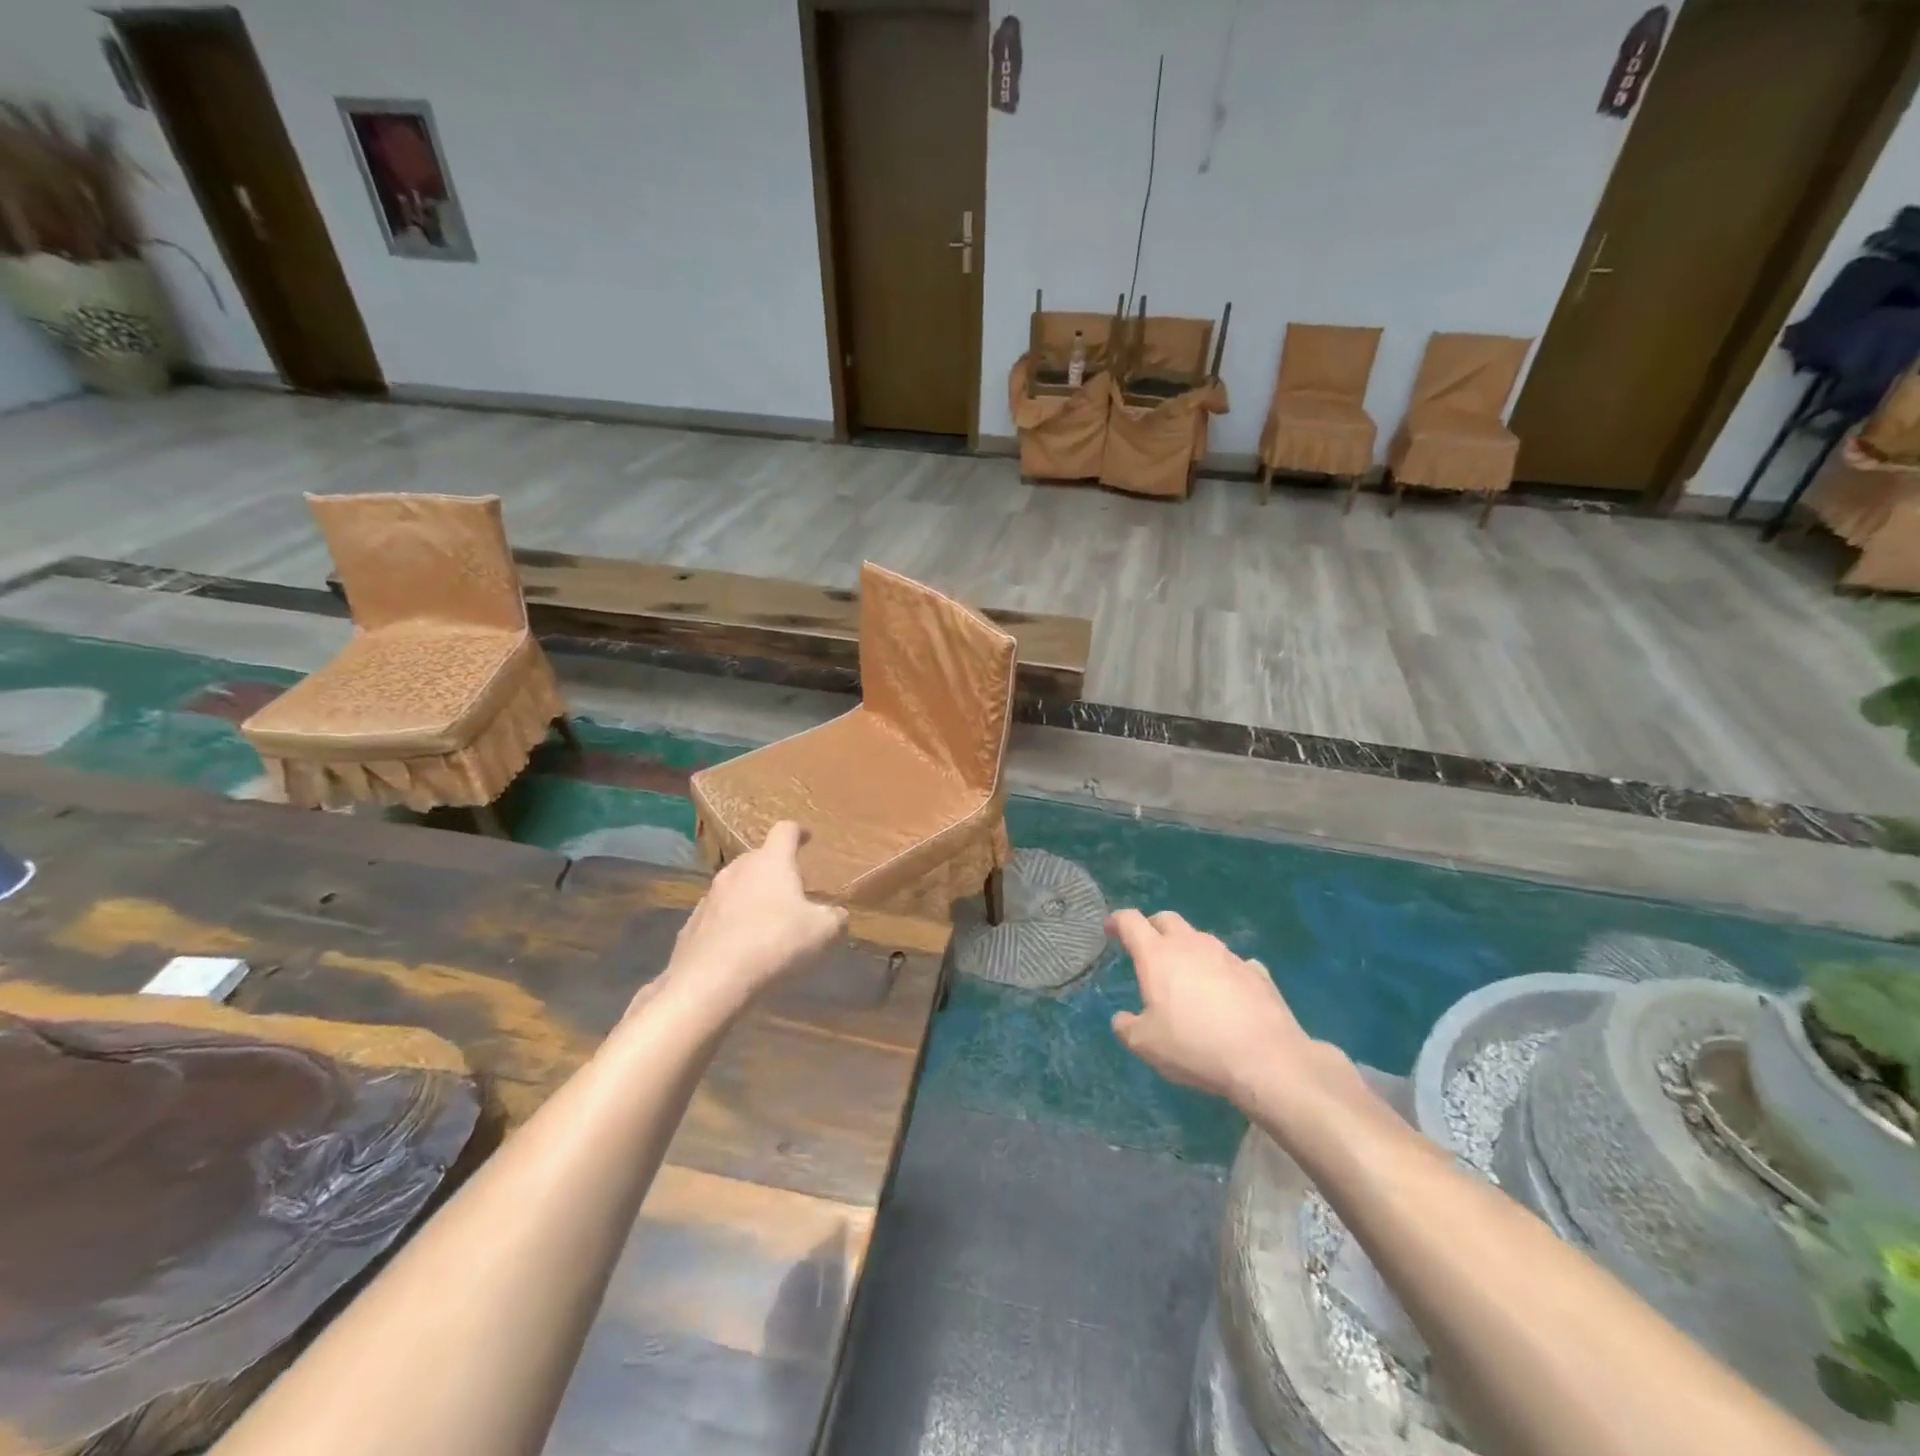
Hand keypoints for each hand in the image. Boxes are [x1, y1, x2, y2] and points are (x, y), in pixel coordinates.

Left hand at [648, 822, 846, 1014]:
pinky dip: (731, 922)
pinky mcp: (692, 925)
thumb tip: (837, 915)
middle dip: (774, 869)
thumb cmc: (775, 944)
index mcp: (771, 862)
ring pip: (735, 886)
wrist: (711, 982)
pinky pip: (718, 915)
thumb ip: (835, 918)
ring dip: (751, 896)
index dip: (798, 832)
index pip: (785, 831)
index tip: (806, 838)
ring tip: (765, 920)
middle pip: (758, 858)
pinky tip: (740, 946)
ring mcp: (710, 897)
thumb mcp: (823, 932)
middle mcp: (737, 870)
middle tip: (790, 889)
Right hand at [1108, 909, 1317, 1104]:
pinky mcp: (1256, 973)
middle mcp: (1191, 945)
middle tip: (1147, 948)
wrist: (1265, 1059)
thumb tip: (1122, 1019)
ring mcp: (1227, 955)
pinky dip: (1223, 971)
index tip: (1111, 929)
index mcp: (1157, 955)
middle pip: (1166, 919)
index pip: (1131, 921)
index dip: (1117, 921)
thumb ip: (1127, 1027)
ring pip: (1200, 938)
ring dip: (1188, 948)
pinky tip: (1227, 993)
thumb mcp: (1146, 1045)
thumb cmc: (1194, 1047)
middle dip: (1153, 927)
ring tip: (1187, 974)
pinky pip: (1233, 963)